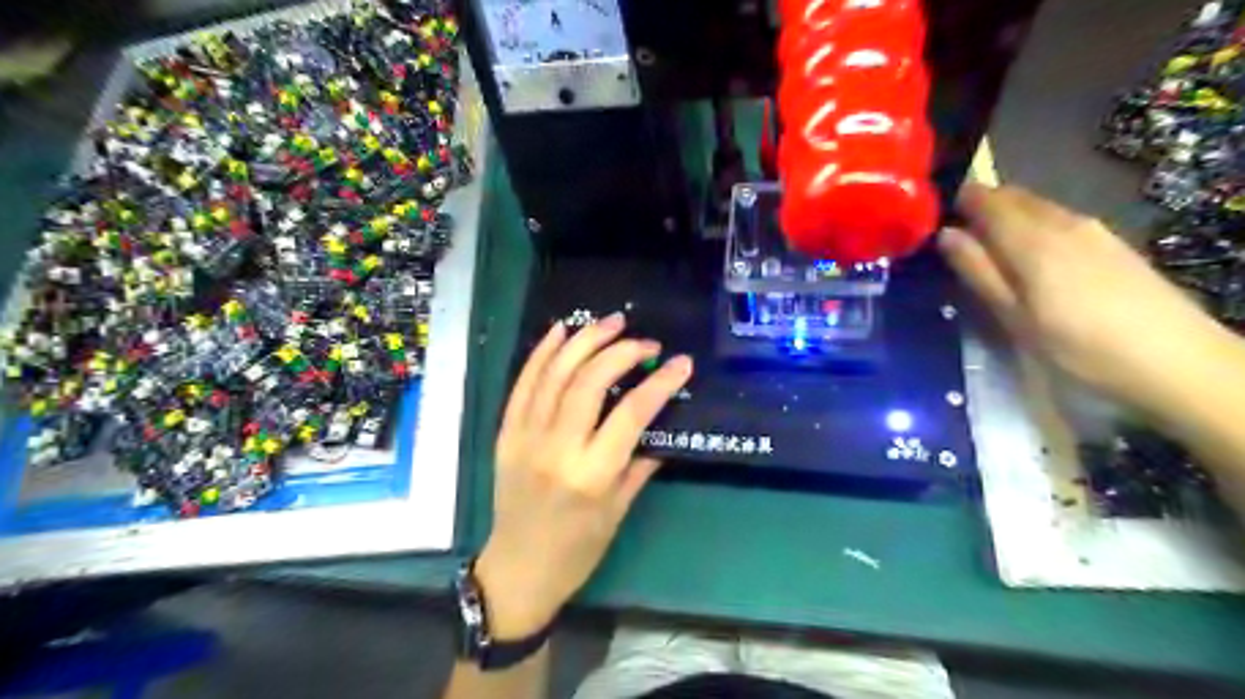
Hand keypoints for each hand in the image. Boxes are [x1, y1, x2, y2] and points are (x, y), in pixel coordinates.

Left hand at [478, 315, 695, 642]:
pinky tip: (562, 330)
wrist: (518, 570)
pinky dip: (542, 352)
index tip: (681, 363)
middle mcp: (556, 448)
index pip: (631, 413)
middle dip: (622, 352)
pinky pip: (523, 383)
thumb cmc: (577, 550)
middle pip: (589, 382)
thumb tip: (659, 423)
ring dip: (585, 341)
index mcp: (592, 474)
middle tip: (646, 343)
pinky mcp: (506, 432)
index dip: (659, 383)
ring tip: (612, 322)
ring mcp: (525, 437)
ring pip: (555, 374)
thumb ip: (640, 463)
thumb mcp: (619, 511)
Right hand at [945, 183, 1234, 415]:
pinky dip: (1033, 227)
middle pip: (1011, 197)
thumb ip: (978, 271)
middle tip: (955, 239)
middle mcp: (1061, 220)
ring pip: (1036, 207)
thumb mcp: (1013, 316)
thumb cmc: (1077, 345)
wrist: (1173, 359)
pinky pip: (1058, 220)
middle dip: (979, 208)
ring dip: (1007, 218)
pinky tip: (1031, 260)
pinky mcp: (1110, 242)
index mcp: (1030, 238)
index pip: (984, 198)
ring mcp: (1090, 228)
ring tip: (988, 252)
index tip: (933, 220)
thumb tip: (945, 234)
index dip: (955, 202)